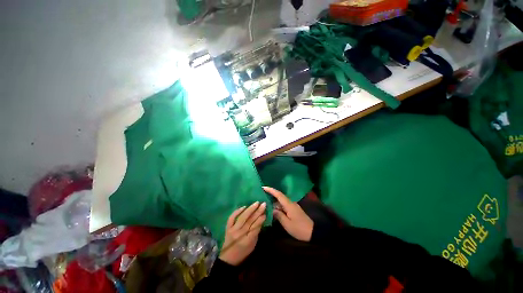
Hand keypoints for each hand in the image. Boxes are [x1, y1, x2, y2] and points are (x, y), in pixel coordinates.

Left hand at [219, 202, 265, 265]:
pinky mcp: (227, 228)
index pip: (255, 227)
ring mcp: (232, 230)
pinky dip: (237, 211)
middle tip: (263, 204)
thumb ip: (256, 232)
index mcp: (247, 241)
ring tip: (256, 203)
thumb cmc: (243, 253)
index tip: (265, 212)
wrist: (227, 259)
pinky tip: (244, 206)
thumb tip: (261, 219)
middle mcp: (239, 234)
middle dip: (258, 211)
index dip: (260, 219)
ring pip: (242, 217)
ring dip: (250, 209)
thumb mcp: (253, 245)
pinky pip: (232, 218)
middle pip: (250, 221)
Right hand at [263, 186, 313, 241]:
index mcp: (289, 205)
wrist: (313, 232)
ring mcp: (293, 206)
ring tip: (265, 204)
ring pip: (281, 202)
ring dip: (274, 202)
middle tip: (261, 196)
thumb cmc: (299, 229)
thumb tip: (272, 209)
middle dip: (271, 195)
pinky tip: (274, 210)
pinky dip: (278, 207)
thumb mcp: (287, 224)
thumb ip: (279, 215)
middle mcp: (291, 203)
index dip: (271, 190)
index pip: (278, 194)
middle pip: (279, 197)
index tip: (263, 187)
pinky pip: (284, 206)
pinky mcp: (293, 210)